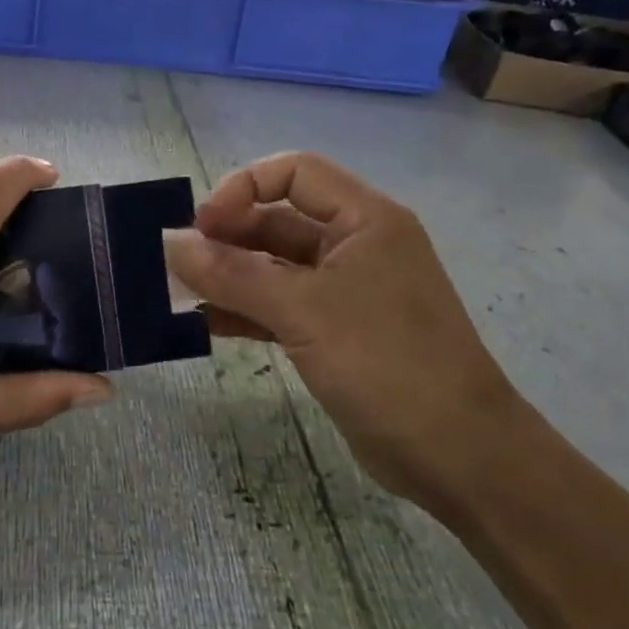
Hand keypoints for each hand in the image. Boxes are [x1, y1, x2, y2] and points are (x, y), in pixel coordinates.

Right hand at [165, 153, 516, 511]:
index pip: (294, 173)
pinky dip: (244, 310)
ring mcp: (345, 291)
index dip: (243, 188)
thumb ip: (233, 274)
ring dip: (229, 275)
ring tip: (180, 292)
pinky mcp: (334, 332)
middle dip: (227, 236)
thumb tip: (170, 243)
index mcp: (364, 219)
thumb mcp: (303, 311)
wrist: (458, 456)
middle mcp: (355, 245)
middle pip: (279, 220)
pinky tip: (205, 323)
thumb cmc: (386, 363)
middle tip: (179, 263)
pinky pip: (279, 306)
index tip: (203, 225)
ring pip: (275, 266)